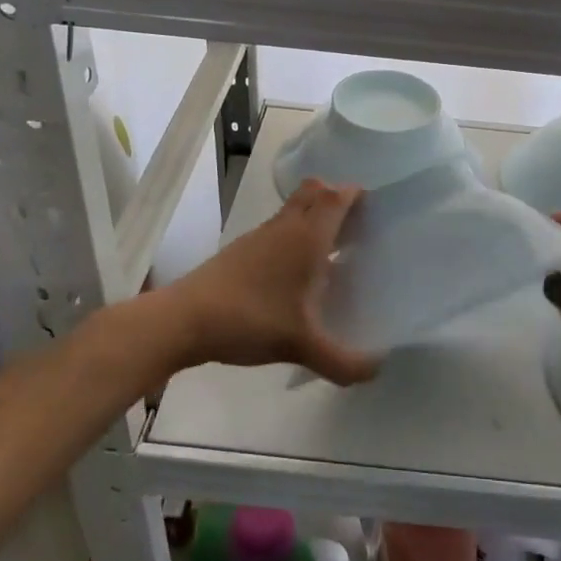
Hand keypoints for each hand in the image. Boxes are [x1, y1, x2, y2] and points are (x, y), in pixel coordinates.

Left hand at [164, 179, 380, 386]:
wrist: (185, 320)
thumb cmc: (251, 320)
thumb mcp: (302, 347)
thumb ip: (343, 362)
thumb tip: (376, 370)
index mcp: (307, 238)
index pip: (337, 197)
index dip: (357, 196)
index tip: (376, 210)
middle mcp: (286, 227)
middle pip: (315, 191)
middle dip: (337, 199)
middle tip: (356, 227)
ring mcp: (261, 235)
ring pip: (294, 208)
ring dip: (314, 216)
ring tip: (332, 250)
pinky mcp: (242, 249)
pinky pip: (278, 227)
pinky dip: (294, 234)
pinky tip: (296, 272)